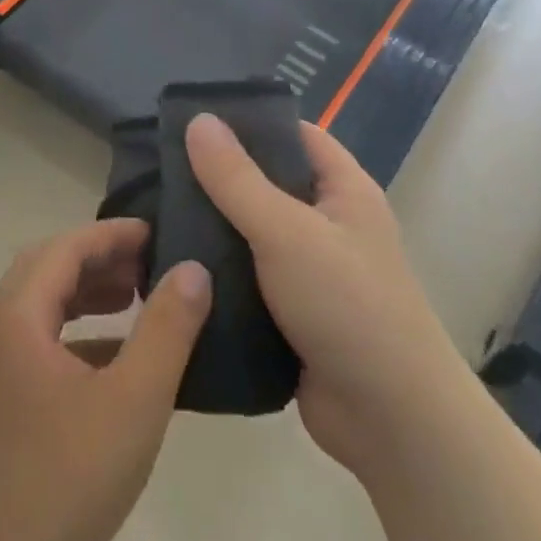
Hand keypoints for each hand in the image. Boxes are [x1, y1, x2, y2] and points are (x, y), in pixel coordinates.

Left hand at [0, 218, 210, 540]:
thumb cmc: (67, 481)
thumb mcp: (134, 399)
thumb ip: (166, 328)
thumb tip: (192, 269)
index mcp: (17, 318)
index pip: (63, 248)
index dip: (110, 233)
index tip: (156, 231)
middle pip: (46, 270)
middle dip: (97, 257)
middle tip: (147, 262)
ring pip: (41, 307)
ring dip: (85, 293)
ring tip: (134, 298)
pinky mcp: (1, 405)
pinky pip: (41, 344)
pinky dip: (79, 333)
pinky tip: (117, 359)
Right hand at [185, 115, 456, 475]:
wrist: (391, 420)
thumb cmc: (347, 306)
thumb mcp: (287, 232)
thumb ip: (238, 179)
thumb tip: (198, 120)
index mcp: (343, 191)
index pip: (294, 135)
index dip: (249, 123)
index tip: (192, 121)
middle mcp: (327, 224)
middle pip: (266, 184)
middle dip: (217, 178)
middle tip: (156, 169)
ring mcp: (309, 271)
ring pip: (250, 234)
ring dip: (210, 228)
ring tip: (150, 213)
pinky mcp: (289, 313)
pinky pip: (245, 279)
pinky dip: (215, 273)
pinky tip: (170, 267)